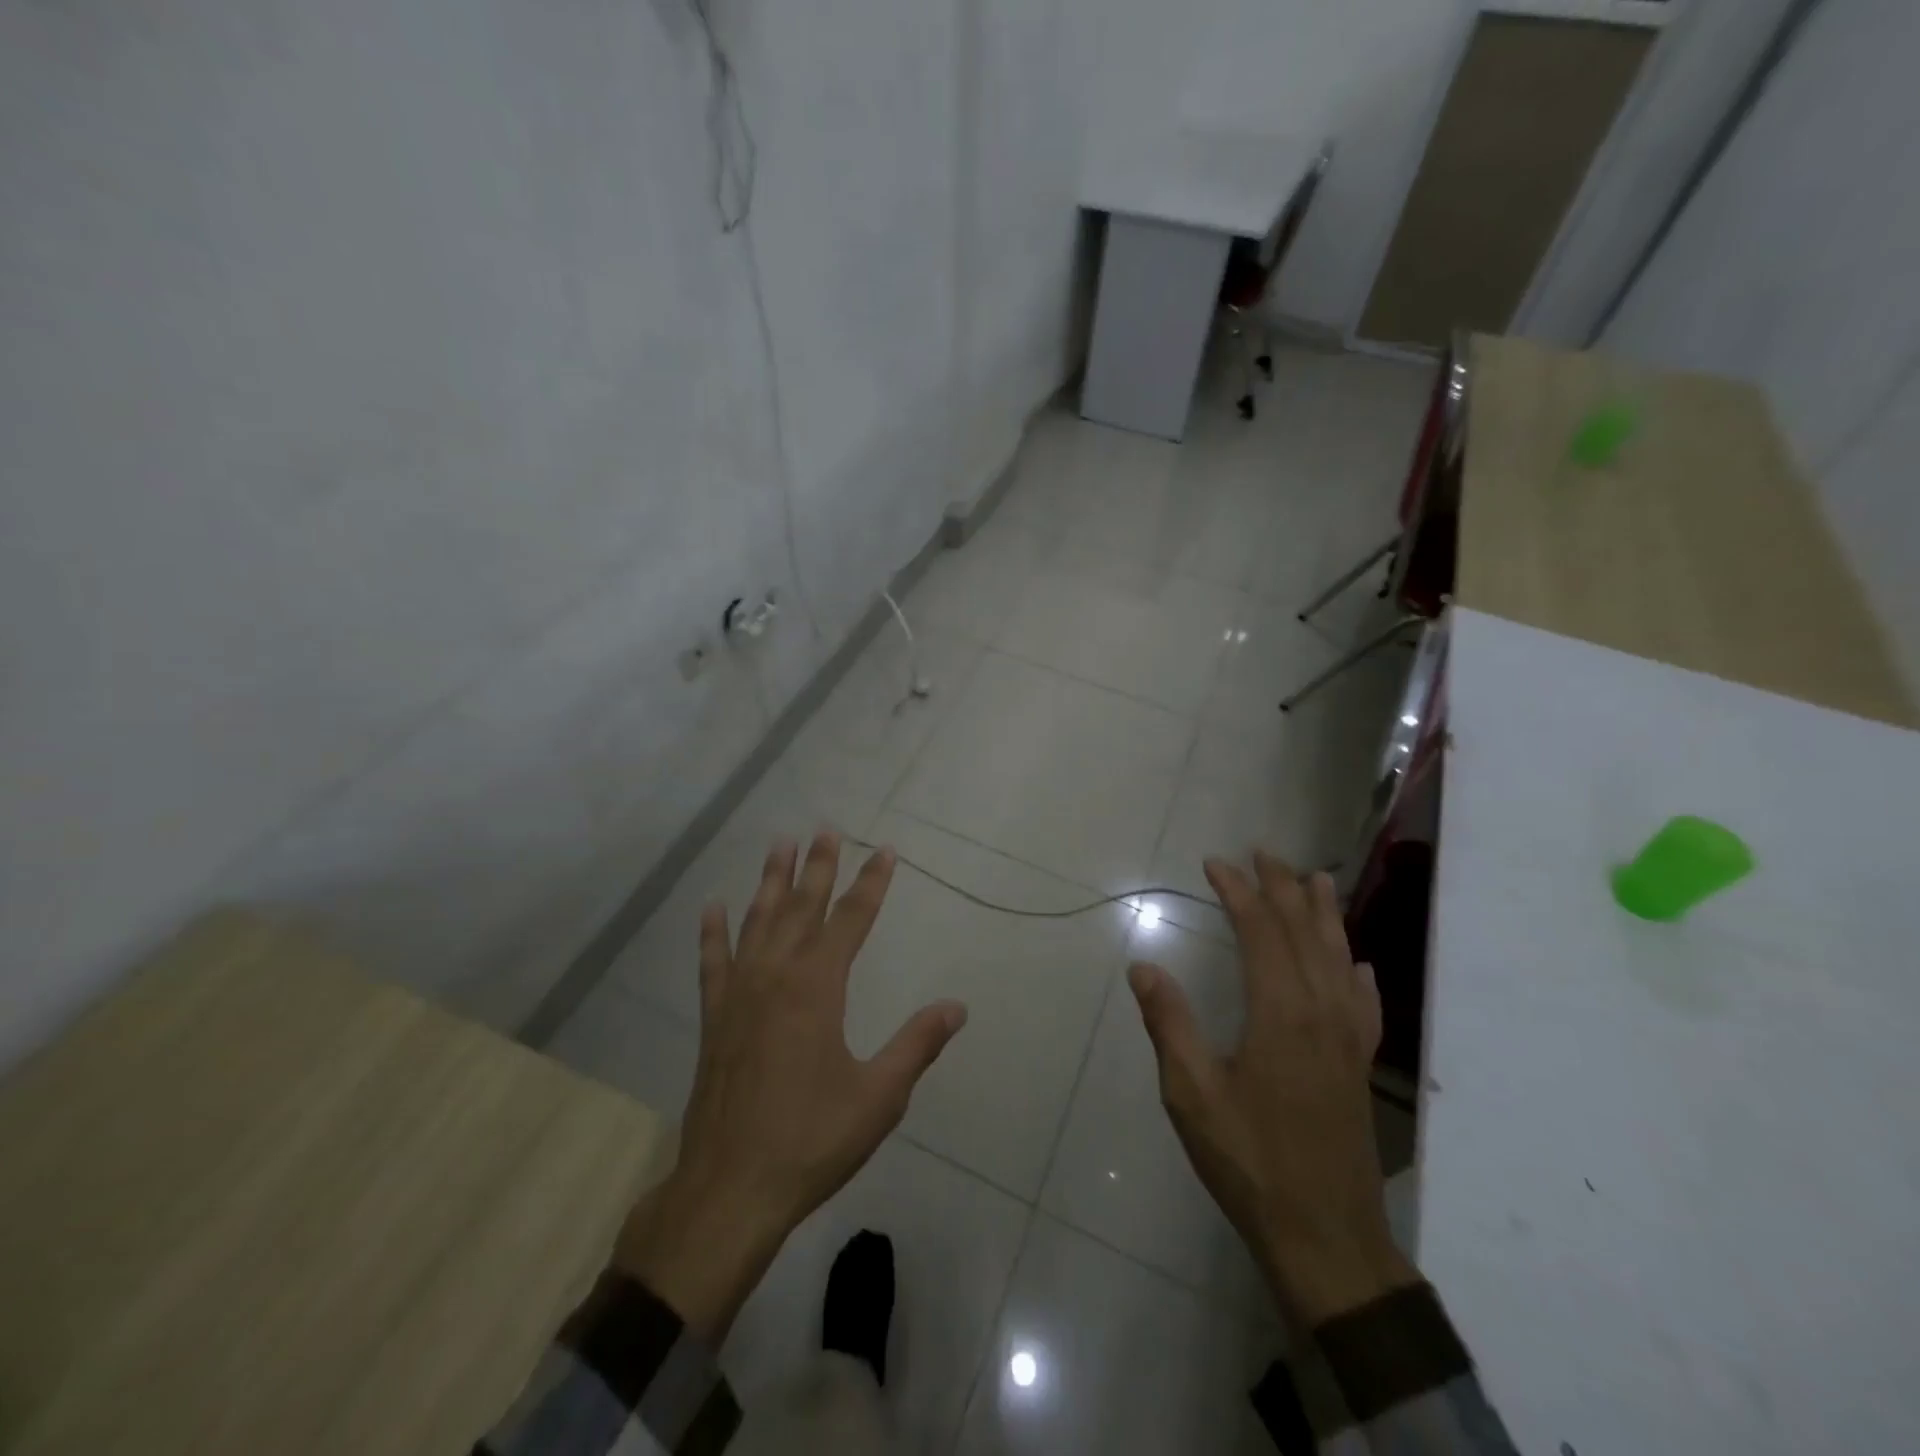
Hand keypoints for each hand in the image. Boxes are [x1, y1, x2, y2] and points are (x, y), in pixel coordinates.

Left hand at [614, 833, 967, 1340]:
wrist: (730, 1189)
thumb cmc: (811, 1139)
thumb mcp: (879, 1096)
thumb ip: (917, 1044)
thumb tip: (957, 1007)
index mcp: (818, 987)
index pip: (851, 919)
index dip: (870, 883)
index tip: (885, 851)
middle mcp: (776, 976)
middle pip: (801, 906)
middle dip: (818, 866)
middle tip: (827, 828)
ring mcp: (739, 994)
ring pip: (757, 921)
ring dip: (770, 881)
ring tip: (779, 844)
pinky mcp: (715, 1018)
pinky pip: (713, 962)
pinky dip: (713, 932)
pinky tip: (712, 907)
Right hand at [1129, 852, 1416, 1328]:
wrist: (1327, 1238)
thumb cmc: (1250, 1160)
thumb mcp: (1192, 1093)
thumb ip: (1169, 1023)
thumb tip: (1143, 966)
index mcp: (1280, 1012)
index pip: (1260, 931)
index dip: (1239, 891)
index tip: (1215, 863)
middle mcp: (1321, 1012)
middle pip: (1305, 933)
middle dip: (1282, 887)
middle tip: (1263, 853)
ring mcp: (1348, 1040)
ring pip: (1339, 959)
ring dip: (1325, 915)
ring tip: (1317, 880)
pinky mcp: (1359, 1067)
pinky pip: (1364, 1004)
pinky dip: (1358, 974)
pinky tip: (1358, 965)